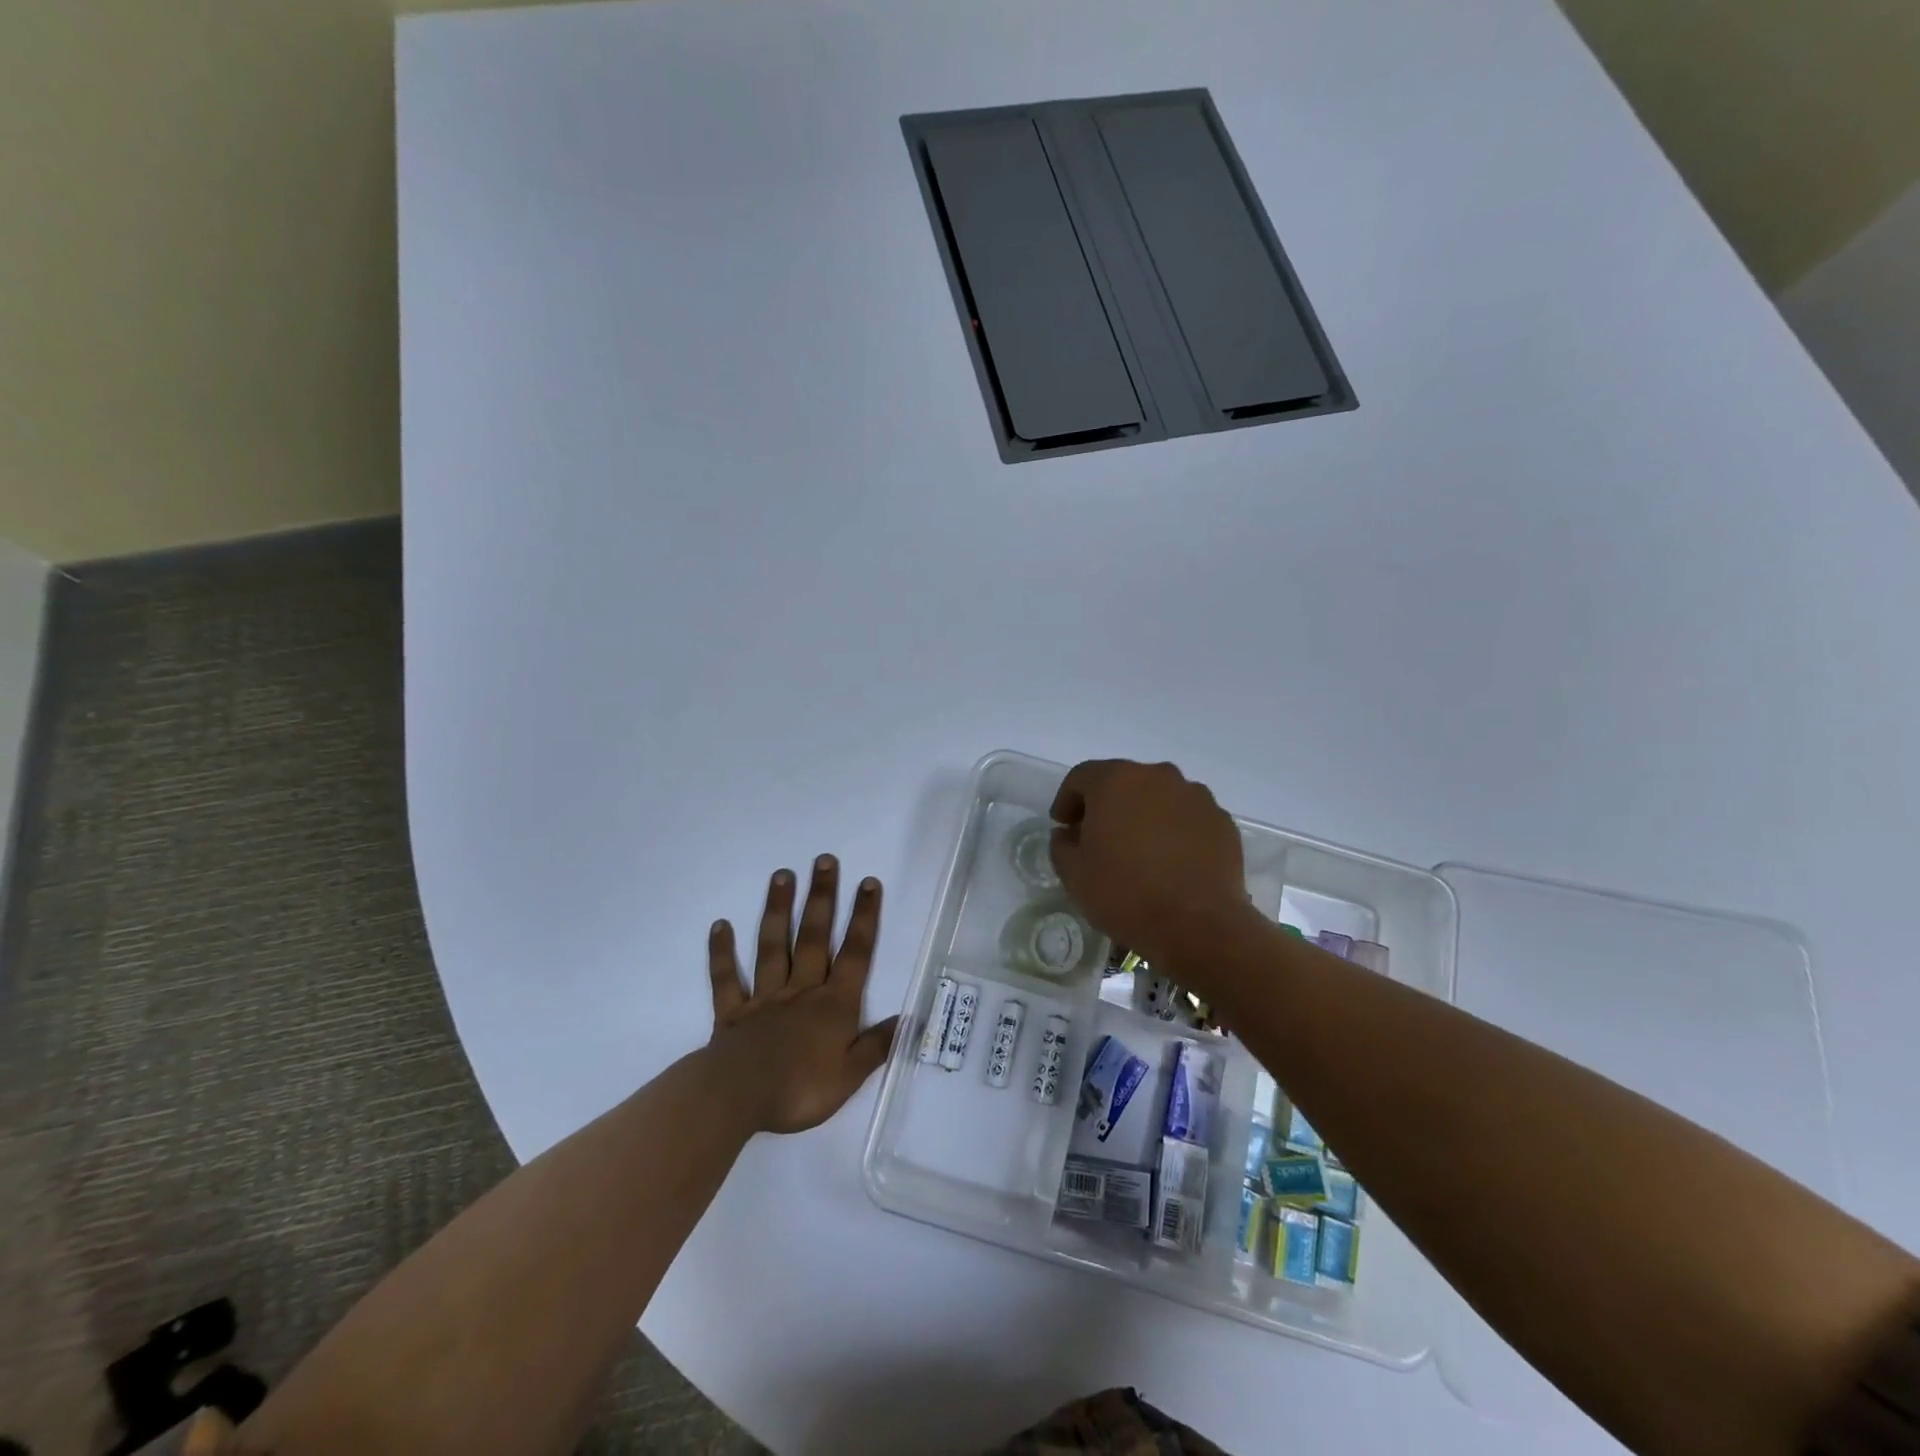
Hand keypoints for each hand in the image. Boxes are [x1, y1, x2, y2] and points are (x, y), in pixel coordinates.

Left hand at [705, 856, 899, 1134]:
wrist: (738, 1099)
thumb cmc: (800, 1089)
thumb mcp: (850, 1076)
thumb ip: (876, 1045)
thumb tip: (907, 1018)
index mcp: (833, 1004)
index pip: (855, 954)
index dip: (864, 918)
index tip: (868, 882)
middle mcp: (801, 991)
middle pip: (814, 937)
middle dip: (822, 898)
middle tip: (824, 860)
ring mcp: (764, 998)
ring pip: (773, 947)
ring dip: (779, 910)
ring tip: (781, 875)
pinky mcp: (732, 1013)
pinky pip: (726, 979)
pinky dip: (722, 953)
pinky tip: (720, 925)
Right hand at [1049, 760, 1252, 970]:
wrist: (1198, 925)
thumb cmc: (1125, 893)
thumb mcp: (1073, 874)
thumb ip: (1062, 844)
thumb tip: (1069, 834)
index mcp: (1116, 781)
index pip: (1081, 777)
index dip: (1067, 800)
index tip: (1063, 826)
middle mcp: (1158, 776)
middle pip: (1122, 782)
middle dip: (1106, 805)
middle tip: (1098, 838)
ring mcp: (1195, 797)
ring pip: (1158, 798)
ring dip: (1143, 816)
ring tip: (1138, 851)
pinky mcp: (1221, 821)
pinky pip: (1187, 818)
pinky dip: (1174, 831)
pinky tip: (1170, 863)